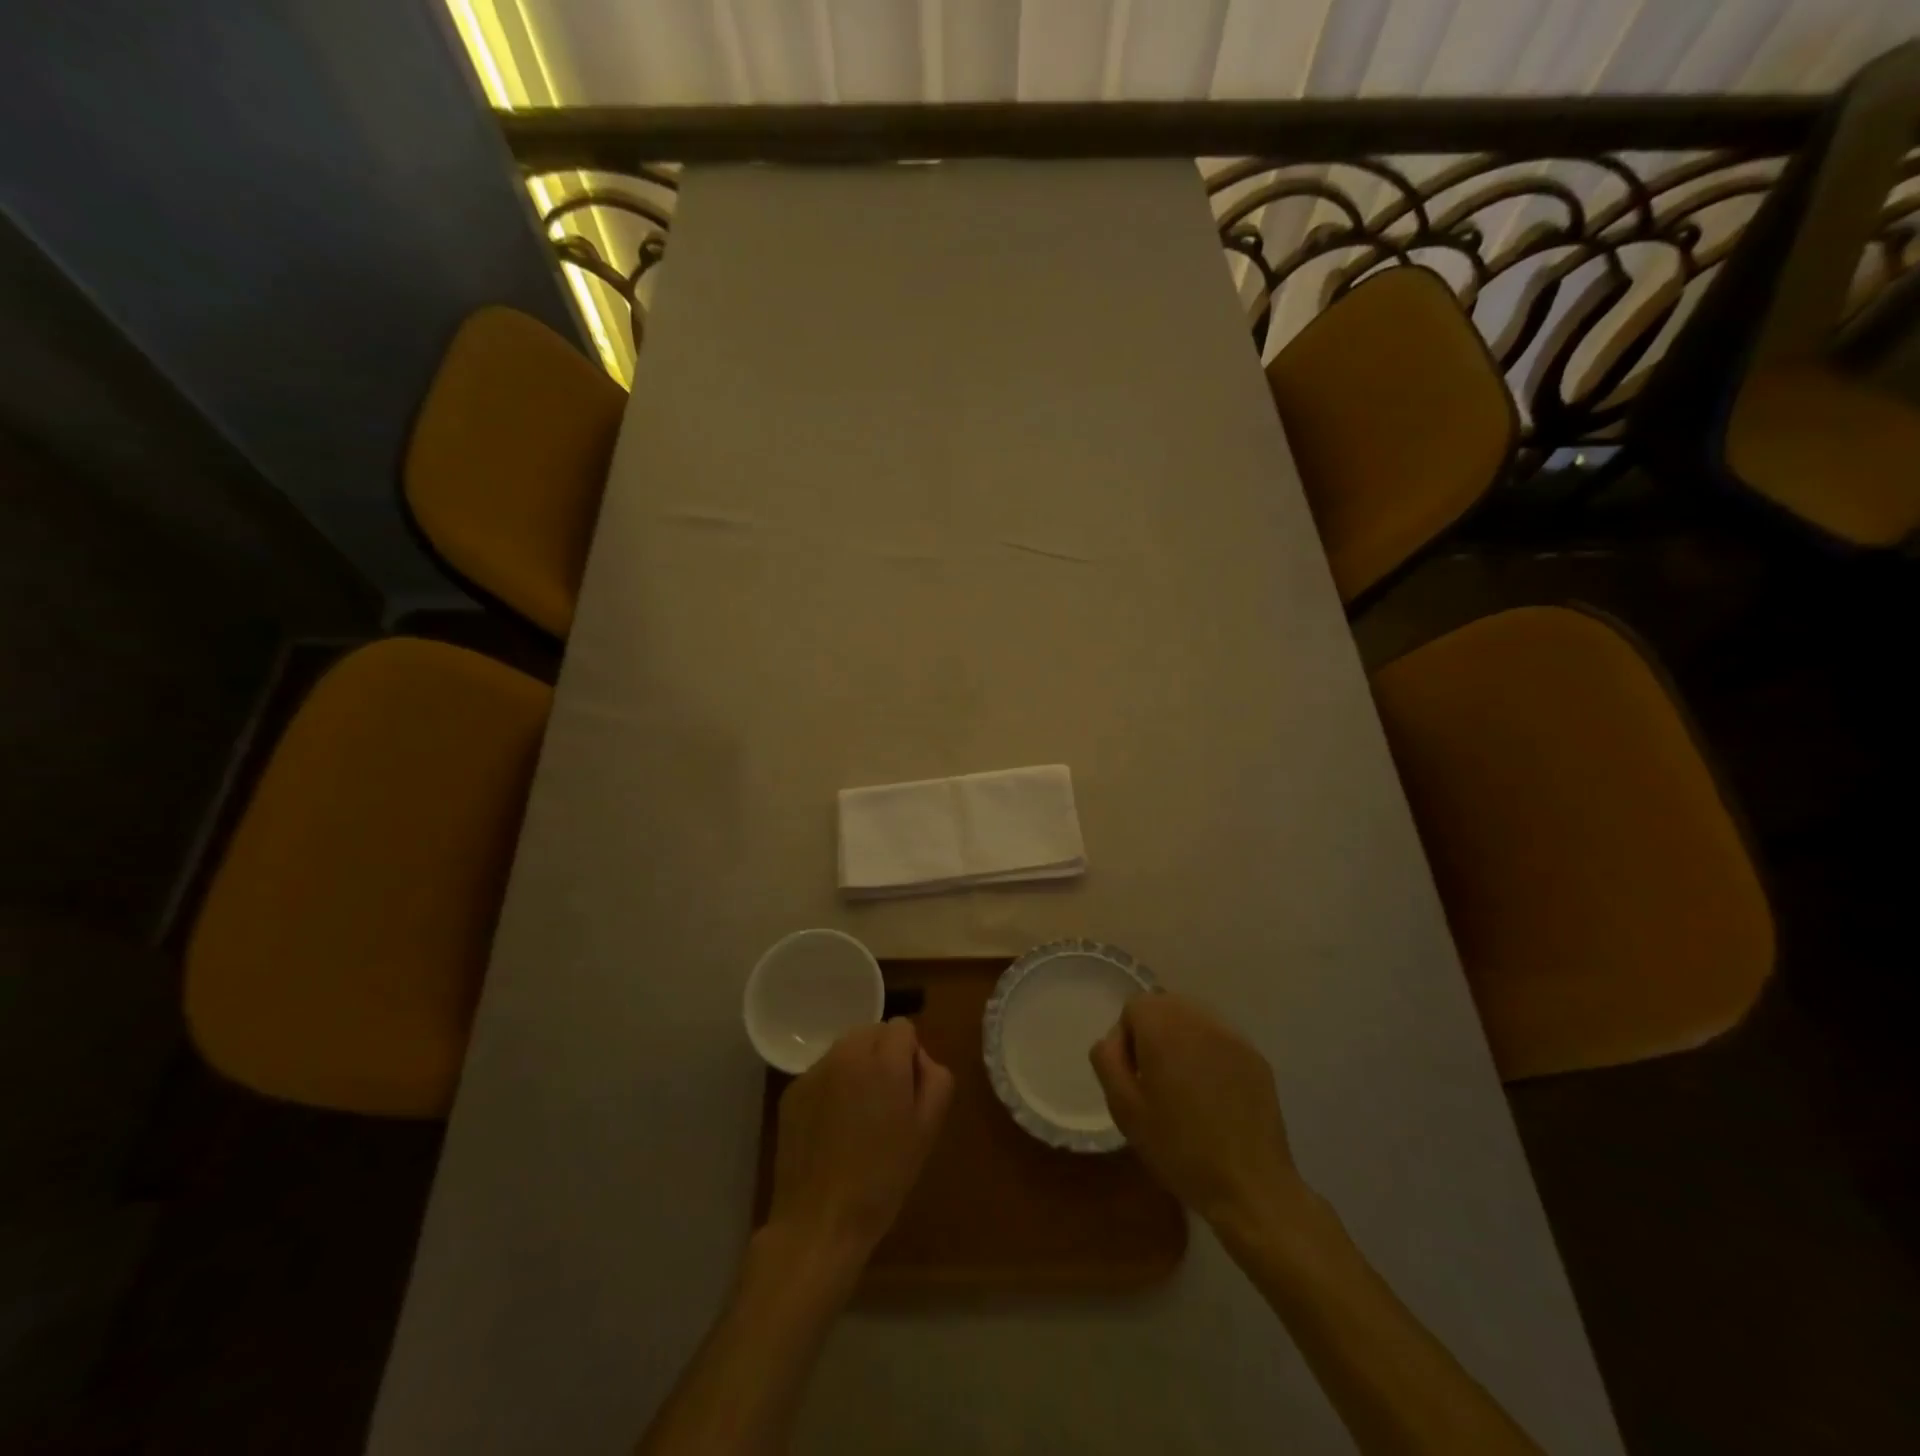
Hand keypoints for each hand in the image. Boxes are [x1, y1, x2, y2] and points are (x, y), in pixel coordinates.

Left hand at [766, 1019, 953, 1276]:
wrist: (820, 1221)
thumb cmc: (883, 1178)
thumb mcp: (928, 1130)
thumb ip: (935, 1078)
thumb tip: (919, 1059)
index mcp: (884, 1059)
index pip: (903, 1027)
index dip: (910, 1056)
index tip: (908, 1092)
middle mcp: (846, 1053)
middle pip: (872, 1031)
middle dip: (883, 1055)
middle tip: (885, 1103)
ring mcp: (814, 1071)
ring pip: (845, 1050)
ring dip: (856, 1068)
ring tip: (857, 1116)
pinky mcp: (792, 1092)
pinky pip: (821, 1073)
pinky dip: (831, 1088)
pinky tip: (831, 1129)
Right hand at [1090, 993, 1305, 1235]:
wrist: (1249, 1186)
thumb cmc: (1178, 1147)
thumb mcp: (1123, 1108)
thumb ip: (1108, 1060)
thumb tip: (1114, 1040)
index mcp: (1164, 1026)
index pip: (1135, 1006)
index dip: (1127, 1039)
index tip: (1135, 1077)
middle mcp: (1200, 1019)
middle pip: (1166, 1006)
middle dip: (1155, 1034)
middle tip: (1156, 1081)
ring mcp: (1233, 1036)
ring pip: (1195, 1021)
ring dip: (1183, 1042)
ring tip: (1186, 1088)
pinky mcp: (1256, 1057)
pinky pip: (1221, 1041)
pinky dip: (1210, 1056)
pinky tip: (1214, 1096)